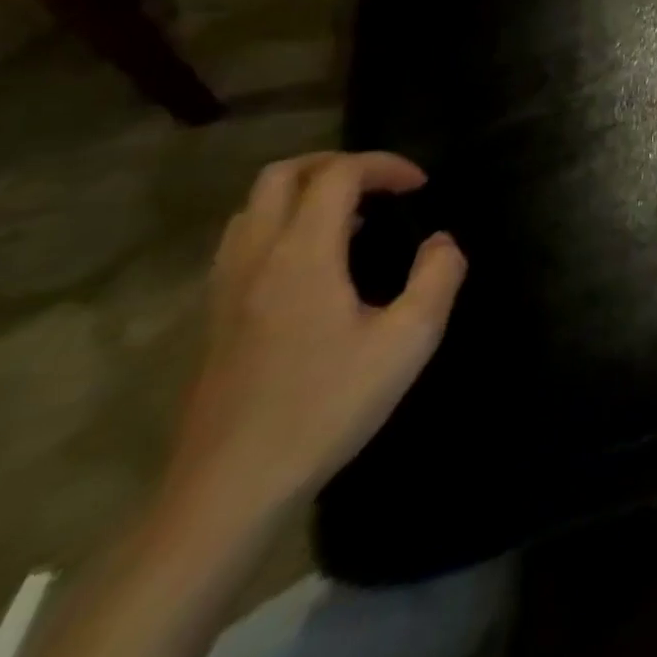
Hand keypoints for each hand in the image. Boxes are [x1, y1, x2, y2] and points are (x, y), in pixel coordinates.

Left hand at [160, 151, 466, 528]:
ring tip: (352, 217)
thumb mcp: (409, 341)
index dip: (385, 166)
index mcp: (302, 256)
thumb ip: (438, 277)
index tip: (420, 188)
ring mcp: (225, 290)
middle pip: (281, 176)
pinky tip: (317, 262)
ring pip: (252, 208)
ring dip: (305, 194)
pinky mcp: (214, 319)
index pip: (337, 175)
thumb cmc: (326, 407)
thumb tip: (441, 243)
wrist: (229, 491)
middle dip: (337, 165)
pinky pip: (242, 243)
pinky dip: (282, 225)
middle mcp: (256, 259)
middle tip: (381, 185)